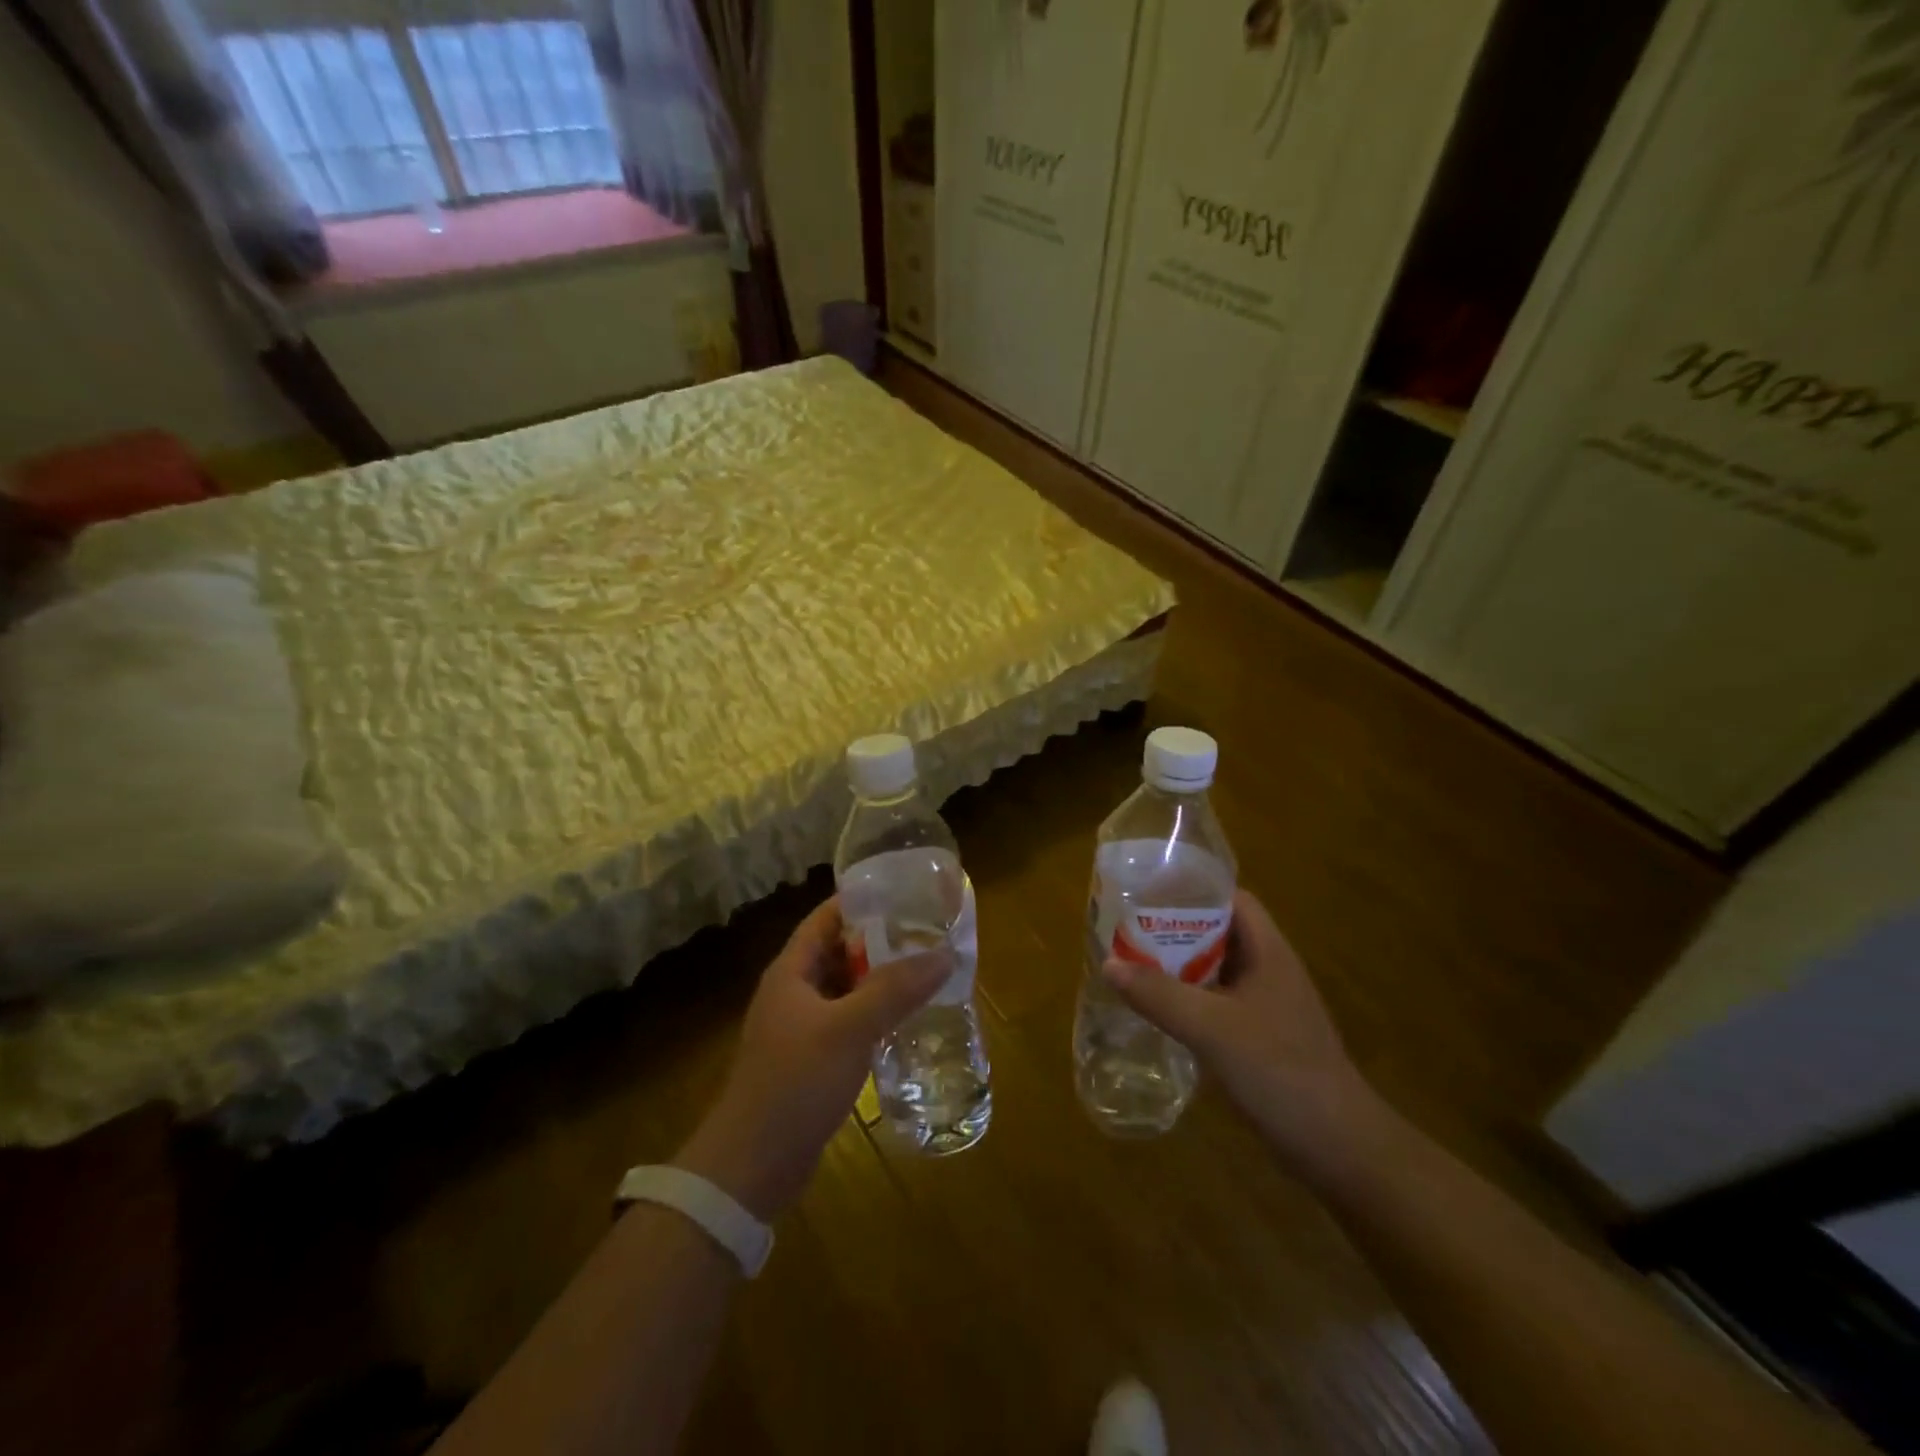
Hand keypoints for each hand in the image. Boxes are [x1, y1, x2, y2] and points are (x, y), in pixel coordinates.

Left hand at [673, 896, 950, 1220]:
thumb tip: (944, 954)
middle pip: (838, 951)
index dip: (861, 900)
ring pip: (846, 989)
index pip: (826, 918)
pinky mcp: (811, 1061)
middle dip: (879, 941)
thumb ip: (895, 990)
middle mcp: (793, 992)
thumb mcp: (848, 1029)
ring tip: (925, 971)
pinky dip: (874, 1015)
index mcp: (791, 971)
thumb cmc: (795, 1083)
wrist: (752, 1167)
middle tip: (927, 933)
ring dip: (879, 980)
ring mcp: (801, 1028)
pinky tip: (906, 1020)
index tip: (905, 892)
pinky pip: (848, 1023)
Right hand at [1102, 888, 1387, 1184]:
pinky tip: (1162, 1011)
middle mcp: (1271, 971)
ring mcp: (1269, 1006)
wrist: (1338, 1147)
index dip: (1193, 890)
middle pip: (1220, 933)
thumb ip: (1159, 994)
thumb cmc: (1279, 1071)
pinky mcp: (1263, 1038)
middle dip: (1176, 929)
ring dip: (1181, 966)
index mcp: (1269, 952)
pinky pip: (1220, 1003)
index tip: (1149, 893)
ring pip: (1218, 970)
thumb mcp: (1211, 1028)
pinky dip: (1191, 999)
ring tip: (1135, 964)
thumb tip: (1109, 963)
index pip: (1232, 899)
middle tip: (1130, 930)